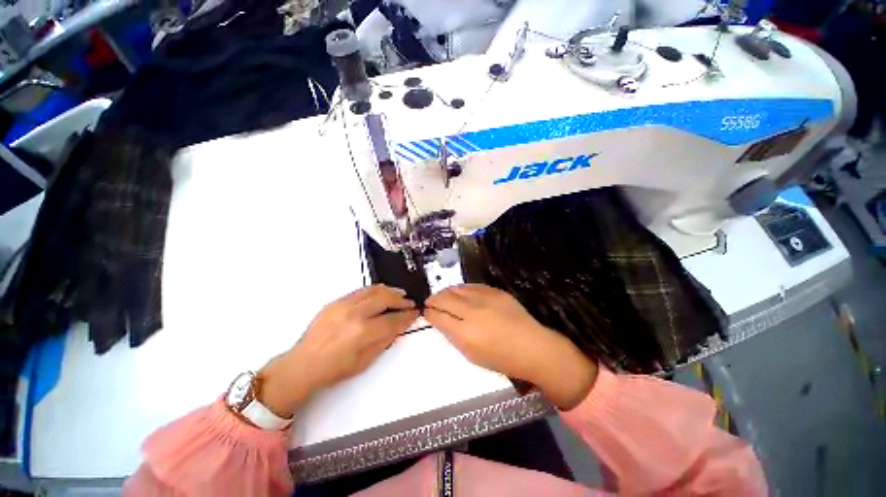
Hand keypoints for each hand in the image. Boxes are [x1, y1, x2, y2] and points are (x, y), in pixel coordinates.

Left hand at [259, 285, 417, 416]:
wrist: (302, 365)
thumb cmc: (335, 370)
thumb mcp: (365, 361)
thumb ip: (385, 340)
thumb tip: (399, 325)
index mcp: (363, 332)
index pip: (393, 319)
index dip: (407, 316)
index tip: (415, 313)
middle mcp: (355, 313)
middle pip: (385, 298)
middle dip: (401, 300)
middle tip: (409, 303)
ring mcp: (344, 304)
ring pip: (374, 290)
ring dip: (389, 291)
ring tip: (398, 294)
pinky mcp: (336, 301)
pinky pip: (361, 290)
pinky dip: (375, 290)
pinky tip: (380, 294)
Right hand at [424, 284, 597, 409]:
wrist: (532, 347)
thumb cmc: (501, 358)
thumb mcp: (471, 354)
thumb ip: (453, 335)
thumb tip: (441, 321)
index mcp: (465, 333)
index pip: (438, 316)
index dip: (429, 312)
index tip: (426, 311)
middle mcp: (472, 312)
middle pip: (445, 298)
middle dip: (434, 299)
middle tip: (430, 301)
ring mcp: (485, 298)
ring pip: (457, 289)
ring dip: (446, 292)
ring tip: (443, 295)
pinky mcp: (495, 291)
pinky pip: (472, 286)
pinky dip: (462, 289)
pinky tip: (460, 292)